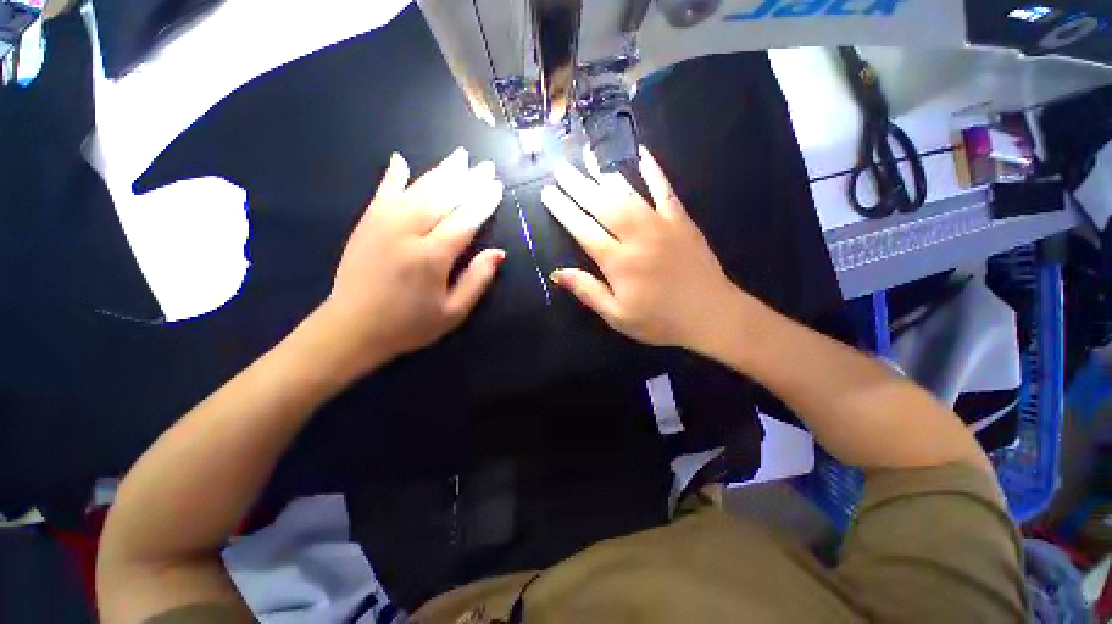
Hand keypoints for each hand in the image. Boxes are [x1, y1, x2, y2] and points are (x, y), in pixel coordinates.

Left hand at [317, 147, 504, 375]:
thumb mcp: (453, 312)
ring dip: (441, 171)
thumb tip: (498, 253)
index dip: (483, 203)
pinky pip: (382, 193)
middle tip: (485, 165)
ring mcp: (382, 224)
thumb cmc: (409, 325)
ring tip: (459, 156)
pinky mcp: (366, 224)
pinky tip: (401, 160)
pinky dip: (393, 176)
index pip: (464, 220)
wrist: (351, 328)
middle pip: (443, 198)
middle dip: (467, 180)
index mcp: (432, 257)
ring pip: (417, 189)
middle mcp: (408, 232)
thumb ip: (477, 280)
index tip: (497, 186)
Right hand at [541, 146, 743, 350]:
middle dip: (577, 185)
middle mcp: (636, 237)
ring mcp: (661, 225)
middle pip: (601, 205)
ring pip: (628, 193)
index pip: (583, 230)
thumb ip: (588, 292)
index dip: (564, 210)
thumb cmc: (660, 321)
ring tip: (588, 155)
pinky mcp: (681, 220)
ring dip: (605, 173)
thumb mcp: (617, 316)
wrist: (711, 315)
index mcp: (618, 262)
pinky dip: (654, 170)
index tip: (548, 193)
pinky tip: (642, 153)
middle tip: (560, 167)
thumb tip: (558, 273)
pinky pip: (665, 190)